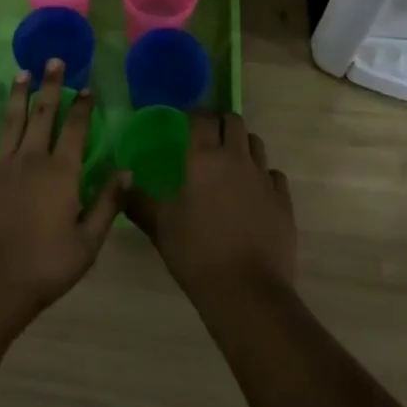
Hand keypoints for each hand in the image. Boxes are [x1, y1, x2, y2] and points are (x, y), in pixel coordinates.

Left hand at [0, 62, 131, 324]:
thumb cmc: (46, 266)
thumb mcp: (89, 241)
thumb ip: (108, 203)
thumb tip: (127, 170)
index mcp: (61, 173)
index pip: (76, 130)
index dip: (82, 106)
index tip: (87, 86)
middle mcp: (31, 160)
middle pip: (43, 116)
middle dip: (50, 87)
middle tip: (53, 60)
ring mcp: (0, 167)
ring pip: (10, 122)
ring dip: (17, 96)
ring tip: (22, 72)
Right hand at [127, 113, 295, 306]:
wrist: (246, 292)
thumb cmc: (196, 254)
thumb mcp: (160, 227)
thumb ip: (139, 201)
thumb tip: (123, 183)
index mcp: (203, 158)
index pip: (201, 117)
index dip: (194, 114)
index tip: (186, 122)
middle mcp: (235, 158)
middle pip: (233, 121)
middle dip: (221, 123)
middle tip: (209, 139)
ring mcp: (263, 178)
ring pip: (256, 143)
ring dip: (243, 145)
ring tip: (232, 162)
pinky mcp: (283, 200)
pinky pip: (274, 174)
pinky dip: (263, 176)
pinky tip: (254, 192)